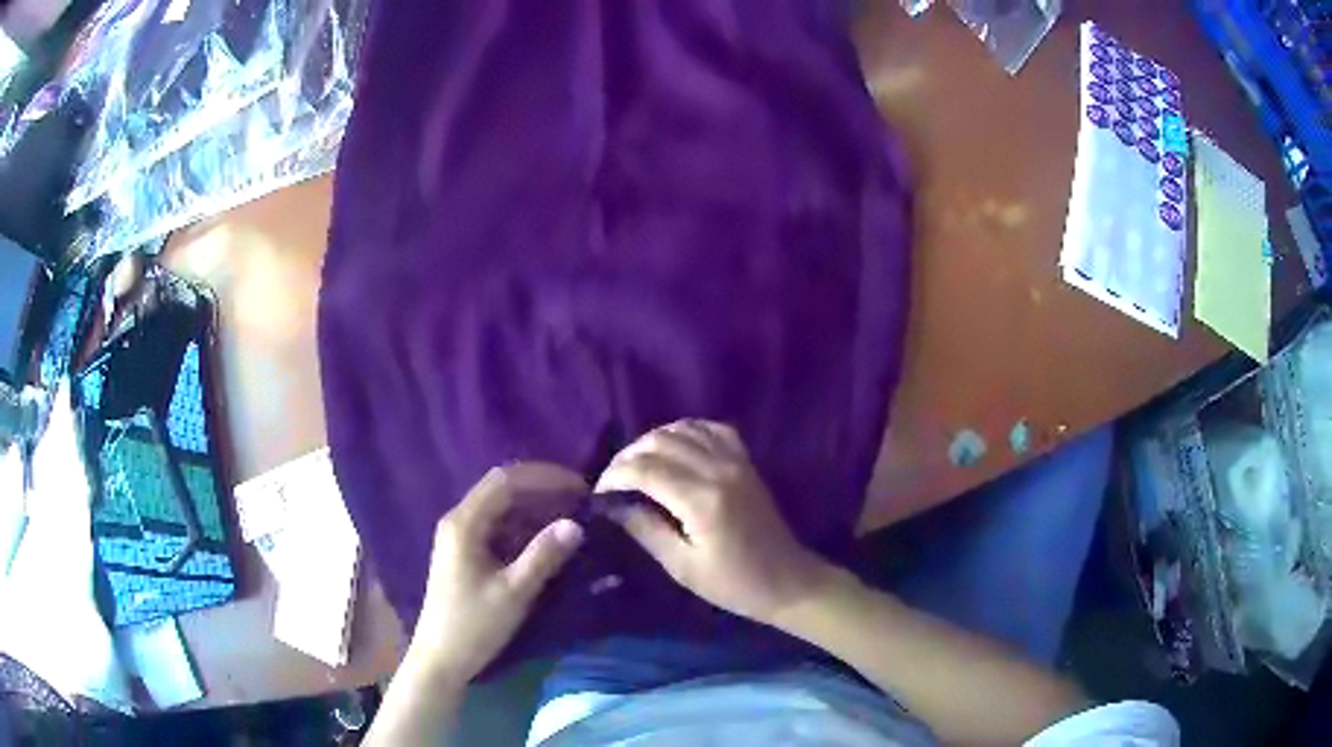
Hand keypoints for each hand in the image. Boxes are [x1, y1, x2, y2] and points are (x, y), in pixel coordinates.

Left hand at [406, 463, 585, 682]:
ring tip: (574, 517)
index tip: (582, 488)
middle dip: (544, 490)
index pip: (506, 480)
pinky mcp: (468, 554)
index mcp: (465, 523)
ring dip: (538, 508)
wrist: (441, 660)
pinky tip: (550, 540)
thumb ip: (543, 556)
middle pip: (504, 489)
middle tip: (583, 501)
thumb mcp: (514, 593)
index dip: (546, 477)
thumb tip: (576, 524)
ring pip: (504, 509)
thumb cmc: (474, 626)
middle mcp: (461, 521)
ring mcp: (463, 537)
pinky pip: (501, 528)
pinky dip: (527, 528)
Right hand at [595, 420, 831, 625]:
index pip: (644, 469)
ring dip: (652, 441)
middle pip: (660, 441)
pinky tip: (674, 449)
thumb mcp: (682, 566)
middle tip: (612, 481)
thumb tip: (612, 506)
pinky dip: (686, 431)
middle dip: (627, 456)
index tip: (598, 494)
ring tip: (636, 466)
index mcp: (702, 499)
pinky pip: (712, 429)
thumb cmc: (733, 584)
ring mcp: (736, 460)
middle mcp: (719, 469)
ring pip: (683, 428)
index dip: (614, 476)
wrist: (787, 581)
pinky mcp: (746, 461)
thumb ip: (645, 530)